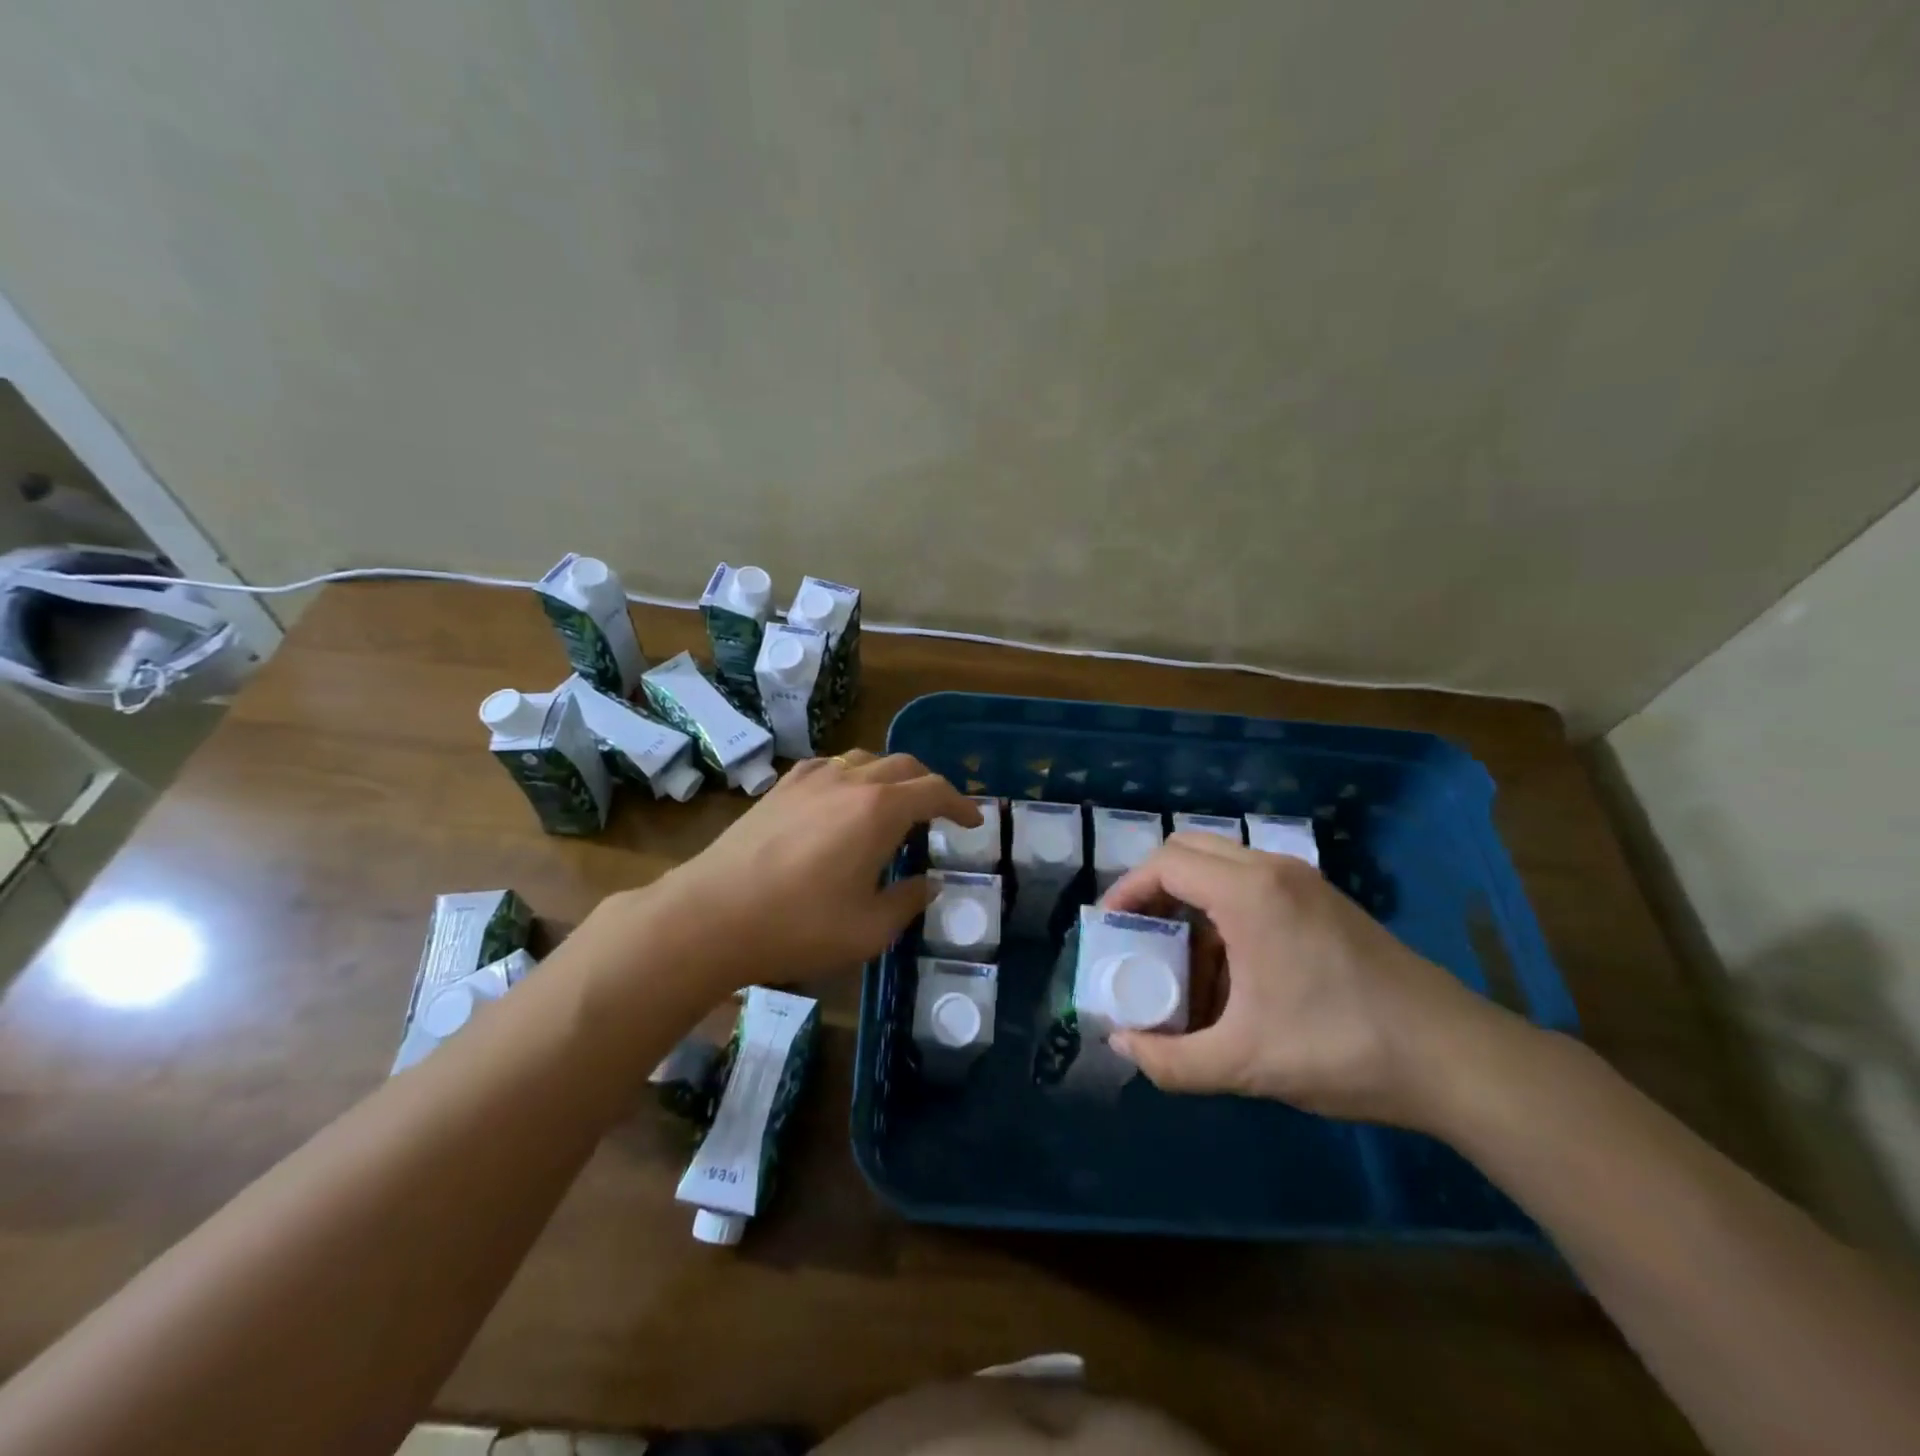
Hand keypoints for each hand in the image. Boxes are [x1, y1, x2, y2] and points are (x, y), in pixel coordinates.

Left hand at [607, 750, 978, 994]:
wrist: (712, 914)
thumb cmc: (799, 925)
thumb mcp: (869, 929)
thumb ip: (908, 901)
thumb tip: (929, 884)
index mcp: (881, 809)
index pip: (935, 790)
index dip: (961, 804)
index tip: (973, 821)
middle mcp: (851, 780)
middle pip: (905, 765)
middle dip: (930, 785)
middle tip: (940, 813)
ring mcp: (812, 778)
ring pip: (866, 759)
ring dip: (891, 777)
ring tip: (895, 804)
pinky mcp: (781, 787)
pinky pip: (831, 765)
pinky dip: (853, 776)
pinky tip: (843, 800)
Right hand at [1104, 832, 1513, 1129]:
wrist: (1454, 1058)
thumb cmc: (1342, 1048)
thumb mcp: (1246, 1063)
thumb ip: (1171, 1061)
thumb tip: (1123, 1048)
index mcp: (1250, 893)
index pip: (1165, 864)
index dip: (1126, 891)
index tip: (1108, 929)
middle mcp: (1273, 870)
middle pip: (1190, 850)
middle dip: (1154, 887)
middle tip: (1138, 934)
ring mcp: (1303, 882)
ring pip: (1222, 866)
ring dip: (1190, 900)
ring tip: (1180, 959)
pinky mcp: (1324, 902)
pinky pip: (1253, 885)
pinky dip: (1223, 911)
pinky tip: (1229, 970)